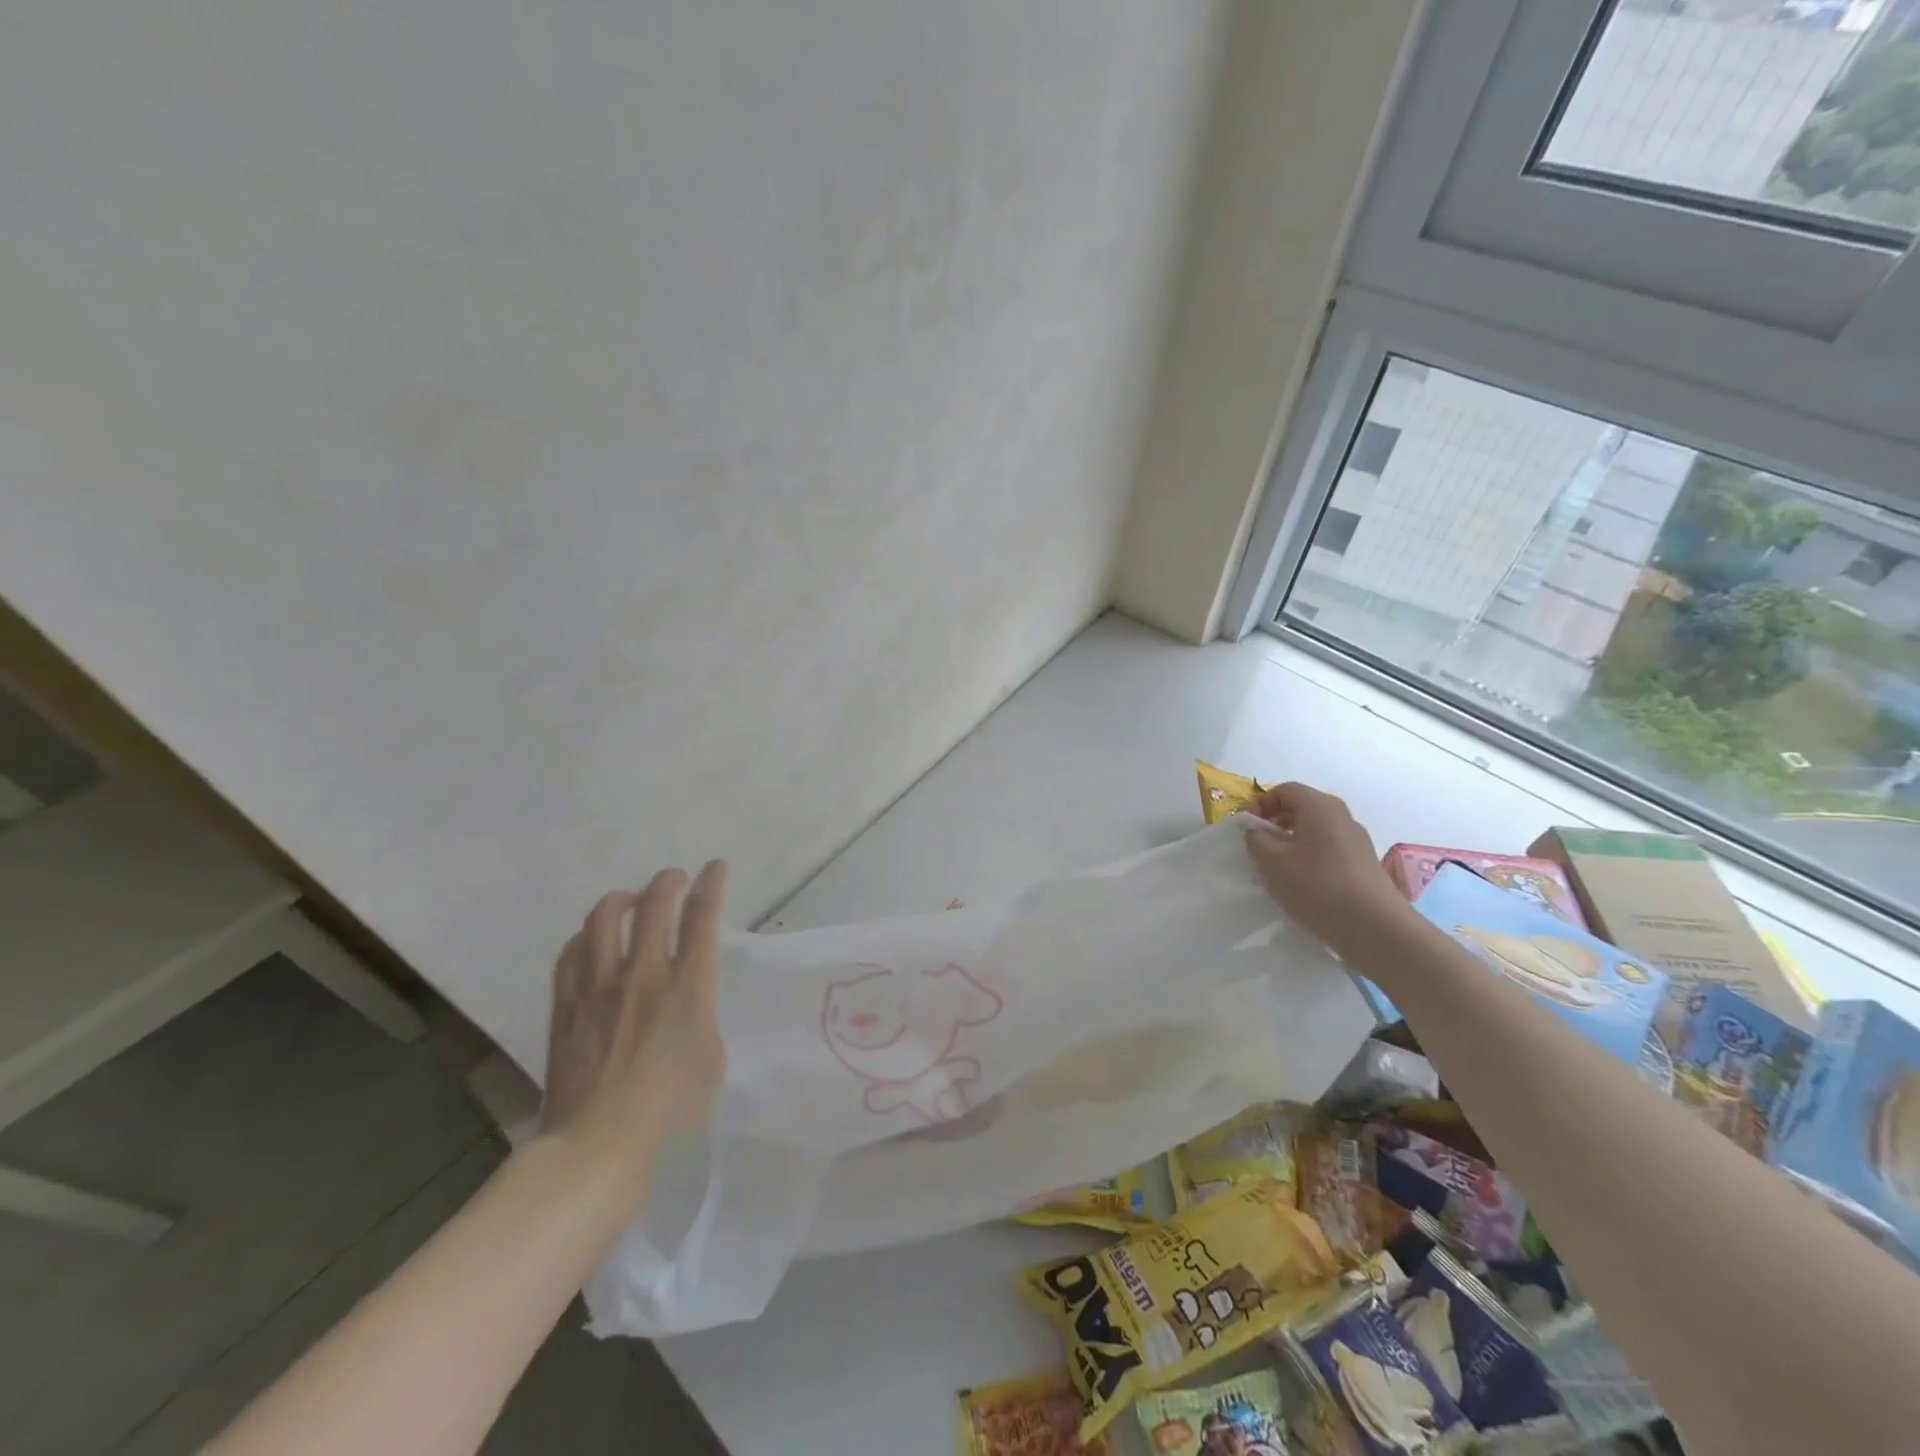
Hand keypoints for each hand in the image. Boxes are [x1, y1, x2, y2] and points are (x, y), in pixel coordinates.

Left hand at [540, 863, 727, 1182]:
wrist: (598, 1141)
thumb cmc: (670, 1105)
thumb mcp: (711, 1056)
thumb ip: (701, 1013)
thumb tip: (687, 996)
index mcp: (687, 987)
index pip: (702, 918)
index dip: (711, 884)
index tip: (715, 867)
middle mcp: (643, 974)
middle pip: (653, 905)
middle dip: (667, 881)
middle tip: (673, 878)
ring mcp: (598, 986)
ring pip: (604, 918)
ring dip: (622, 899)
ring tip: (630, 900)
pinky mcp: (566, 1004)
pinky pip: (572, 951)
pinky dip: (587, 935)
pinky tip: (592, 940)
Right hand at [1243, 783, 1404, 951]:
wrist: (1374, 927)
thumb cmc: (1316, 885)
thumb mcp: (1271, 861)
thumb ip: (1256, 839)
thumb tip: (1257, 831)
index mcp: (1319, 805)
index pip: (1283, 790)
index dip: (1259, 804)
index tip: (1245, 828)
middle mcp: (1341, 816)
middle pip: (1301, 808)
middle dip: (1275, 823)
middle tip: (1257, 847)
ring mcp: (1356, 840)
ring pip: (1315, 831)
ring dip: (1291, 843)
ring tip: (1276, 868)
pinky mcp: (1363, 864)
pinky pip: (1328, 850)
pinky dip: (1309, 858)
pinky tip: (1301, 884)